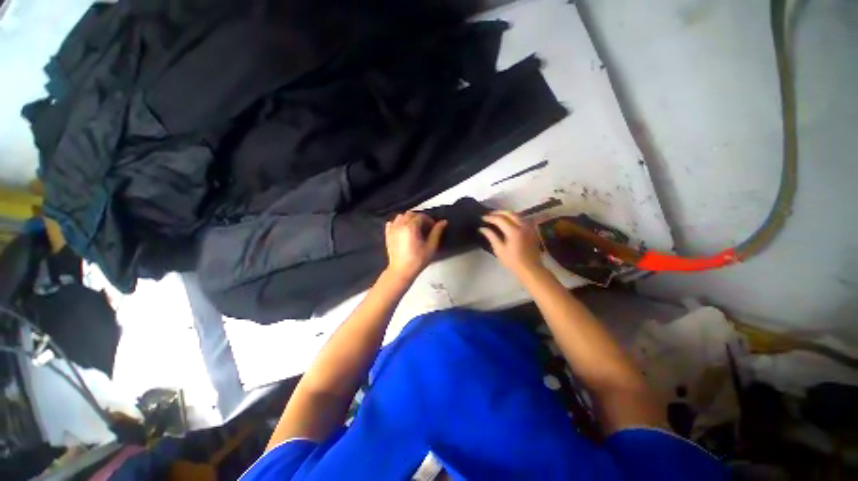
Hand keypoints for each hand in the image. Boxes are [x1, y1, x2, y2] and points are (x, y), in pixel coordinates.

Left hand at [385, 212, 446, 281]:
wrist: (401, 271)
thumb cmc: (417, 261)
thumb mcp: (431, 246)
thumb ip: (437, 232)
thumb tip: (443, 222)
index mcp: (411, 227)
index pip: (421, 216)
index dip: (429, 220)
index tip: (433, 227)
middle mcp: (400, 225)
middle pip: (411, 214)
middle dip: (420, 218)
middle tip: (426, 227)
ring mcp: (392, 229)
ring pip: (401, 216)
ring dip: (409, 219)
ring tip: (415, 228)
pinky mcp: (388, 234)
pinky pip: (392, 223)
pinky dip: (399, 223)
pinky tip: (404, 229)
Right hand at [479, 211, 543, 275]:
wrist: (531, 268)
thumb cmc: (513, 261)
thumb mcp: (499, 250)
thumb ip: (491, 236)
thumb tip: (482, 228)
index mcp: (514, 231)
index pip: (500, 219)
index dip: (490, 217)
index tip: (482, 218)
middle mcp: (522, 226)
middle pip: (510, 213)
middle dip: (498, 212)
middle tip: (489, 215)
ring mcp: (529, 227)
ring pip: (517, 215)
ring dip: (506, 214)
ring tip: (497, 216)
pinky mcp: (532, 230)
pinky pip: (522, 219)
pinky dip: (513, 217)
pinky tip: (508, 221)